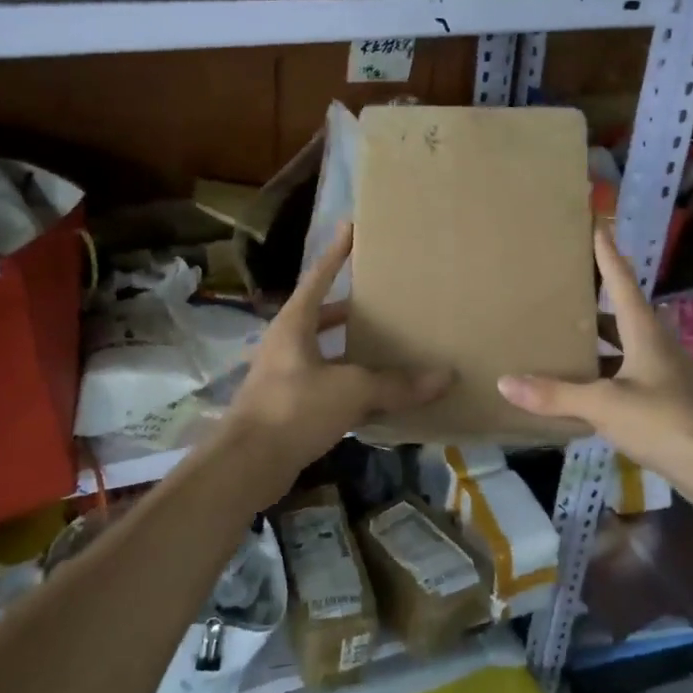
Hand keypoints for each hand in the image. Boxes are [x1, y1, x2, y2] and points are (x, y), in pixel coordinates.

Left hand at [222, 224, 451, 477]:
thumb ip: (396, 383)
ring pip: (325, 352)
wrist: (247, 464)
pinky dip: (349, 383)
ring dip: (351, 348)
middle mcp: (286, 344)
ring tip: (387, 345)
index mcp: (294, 324)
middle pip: (321, 315)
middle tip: (384, 299)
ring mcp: (284, 376)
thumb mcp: (350, 390)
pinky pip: (326, 384)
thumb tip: (445, 377)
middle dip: (351, 307)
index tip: (352, 227)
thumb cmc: (294, 409)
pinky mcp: (288, 406)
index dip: (337, 253)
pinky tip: (375, 393)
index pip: (319, 278)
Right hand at [497, 228, 692, 482]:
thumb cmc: (667, 421)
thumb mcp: (606, 405)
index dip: (608, 255)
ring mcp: (667, 376)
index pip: (623, 283)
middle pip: (625, 315)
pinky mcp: (670, 405)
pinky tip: (587, 390)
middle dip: (599, 301)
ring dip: (602, 342)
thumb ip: (556, 394)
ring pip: (628, 349)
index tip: (597, 225)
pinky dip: (607, 376)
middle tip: (567, 288)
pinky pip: (630, 379)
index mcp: (646, 334)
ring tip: (568, 338)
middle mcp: (658, 347)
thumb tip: (505, 382)